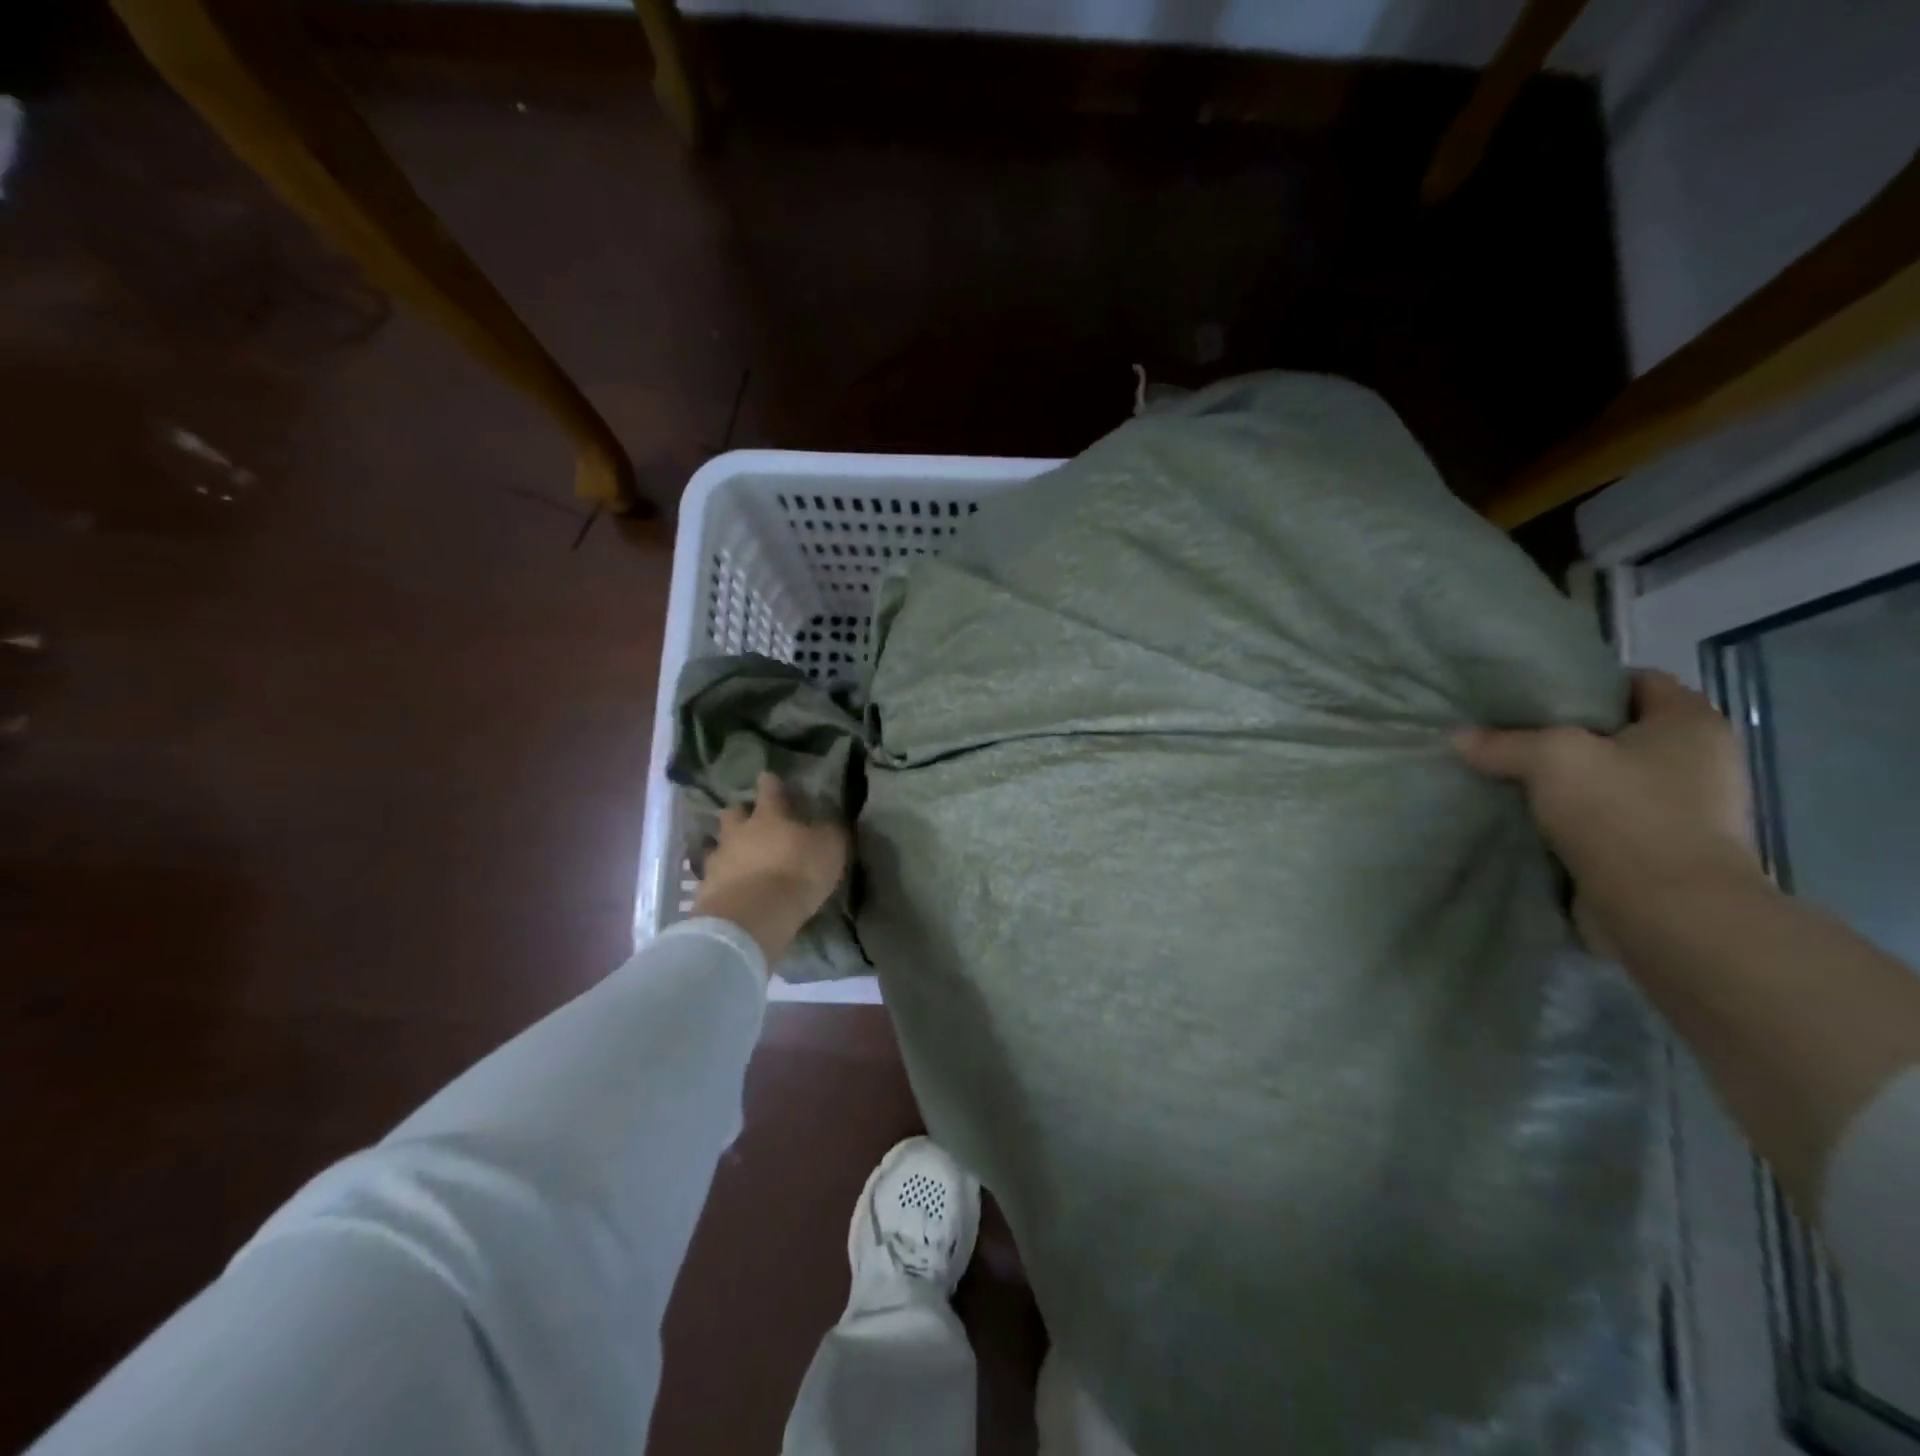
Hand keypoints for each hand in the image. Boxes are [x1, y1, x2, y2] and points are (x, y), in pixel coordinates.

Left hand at [691, 773, 849, 967]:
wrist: (753, 916)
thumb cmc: (797, 873)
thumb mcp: (829, 848)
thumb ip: (828, 831)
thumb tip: (827, 822)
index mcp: (769, 816)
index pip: (770, 789)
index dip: (771, 783)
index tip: (769, 777)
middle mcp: (739, 831)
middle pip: (733, 813)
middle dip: (740, 814)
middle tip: (748, 821)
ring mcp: (718, 859)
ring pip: (717, 845)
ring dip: (726, 848)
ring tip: (736, 859)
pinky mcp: (706, 889)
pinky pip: (711, 877)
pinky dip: (720, 880)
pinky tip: (729, 889)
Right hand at [1455, 670, 1761, 947]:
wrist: (1668, 912)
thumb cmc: (1623, 813)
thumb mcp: (1550, 758)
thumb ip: (1502, 742)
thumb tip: (1457, 736)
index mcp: (1692, 724)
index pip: (1638, 681)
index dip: (1585, 682)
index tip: (1531, 694)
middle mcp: (1698, 762)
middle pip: (1619, 732)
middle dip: (1565, 735)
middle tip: (1506, 734)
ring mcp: (1684, 812)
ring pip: (1608, 780)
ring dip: (1563, 783)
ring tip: (1506, 777)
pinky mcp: (1660, 853)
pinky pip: (1604, 821)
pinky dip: (1569, 820)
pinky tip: (1525, 819)